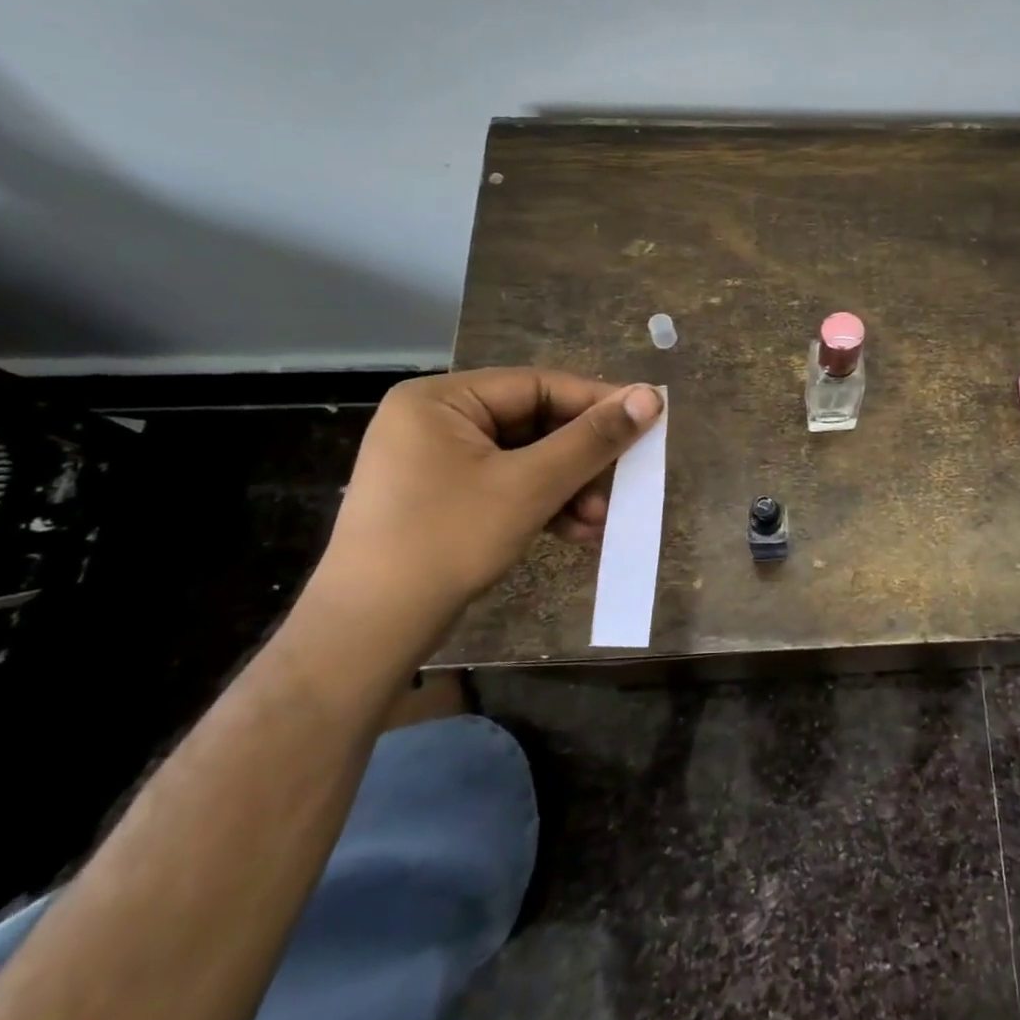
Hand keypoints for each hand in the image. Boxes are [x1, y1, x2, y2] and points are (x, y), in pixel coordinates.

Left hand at [303, 369, 662, 658]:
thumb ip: (591, 439)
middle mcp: (435, 420)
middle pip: (534, 424)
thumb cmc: (446, 542)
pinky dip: (543, 505)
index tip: (648, 420)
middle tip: (624, 482)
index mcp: (441, 399)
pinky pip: (507, 485)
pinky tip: (576, 531)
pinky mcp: (442, 498)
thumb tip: (651, 396)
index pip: (538, 386)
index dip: (597, 403)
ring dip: (569, 488)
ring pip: (526, 459)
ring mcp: (435, 461)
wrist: (368, 634)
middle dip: (582, 460)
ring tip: (600, 519)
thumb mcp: (529, 486)